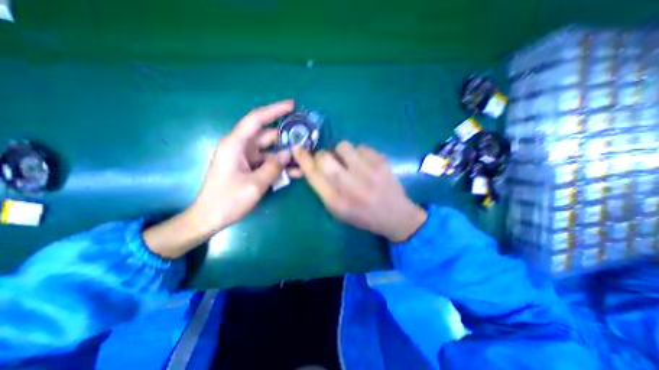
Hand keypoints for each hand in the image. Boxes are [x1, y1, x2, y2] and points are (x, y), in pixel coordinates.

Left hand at [145, 100, 292, 257]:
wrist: (210, 218)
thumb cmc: (228, 201)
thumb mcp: (255, 184)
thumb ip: (274, 167)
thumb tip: (289, 153)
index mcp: (236, 145)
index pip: (256, 119)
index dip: (274, 110)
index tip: (292, 105)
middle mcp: (240, 147)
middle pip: (267, 136)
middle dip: (286, 137)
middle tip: (306, 140)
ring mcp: (245, 159)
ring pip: (270, 151)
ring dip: (285, 156)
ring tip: (303, 160)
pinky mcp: (248, 168)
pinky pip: (267, 163)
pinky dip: (279, 166)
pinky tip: (294, 173)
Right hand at [294, 141, 427, 241]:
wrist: (395, 216)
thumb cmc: (362, 215)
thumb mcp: (338, 210)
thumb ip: (322, 188)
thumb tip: (308, 166)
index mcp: (336, 202)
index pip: (313, 175)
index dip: (303, 160)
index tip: (297, 149)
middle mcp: (350, 186)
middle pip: (325, 158)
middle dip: (322, 155)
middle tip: (328, 160)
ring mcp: (368, 173)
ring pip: (343, 146)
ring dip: (341, 152)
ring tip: (349, 162)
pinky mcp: (381, 162)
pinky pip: (361, 147)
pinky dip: (358, 153)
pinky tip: (365, 164)